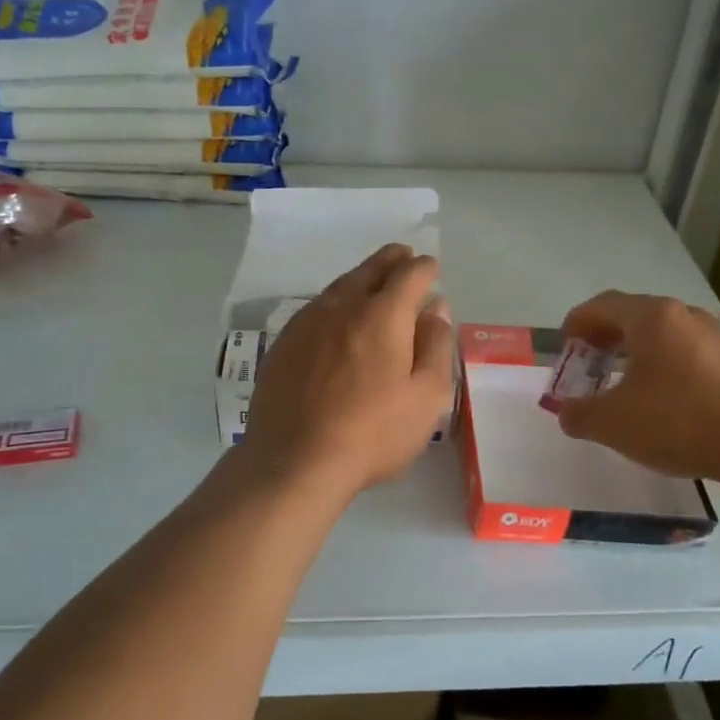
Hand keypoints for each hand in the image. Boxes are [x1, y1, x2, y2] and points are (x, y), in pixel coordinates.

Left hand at [240, 244, 455, 501]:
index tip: (432, 271)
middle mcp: (342, 307)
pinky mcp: (283, 344)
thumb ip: (436, 346)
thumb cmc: (373, 433)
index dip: (425, 269)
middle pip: (370, 269)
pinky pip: (316, 309)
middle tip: (403, 258)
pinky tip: (337, 320)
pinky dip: (335, 304)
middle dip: (392, 260)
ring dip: (361, 279)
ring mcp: (306, 323)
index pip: (410, 274)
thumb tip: (436, 309)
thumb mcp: (426, 397)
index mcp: (383, 315)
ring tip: (373, 283)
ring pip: (340, 286)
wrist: (294, 461)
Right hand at [554, 291, 719, 486]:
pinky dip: (661, 366)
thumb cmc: (677, 422)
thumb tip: (567, 412)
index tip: (564, 349)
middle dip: (603, 338)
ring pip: (661, 335)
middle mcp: (684, 315)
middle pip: (632, 316)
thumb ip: (578, 414)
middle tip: (587, 366)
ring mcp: (714, 336)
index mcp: (652, 317)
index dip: (576, 324)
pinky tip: (659, 400)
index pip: (602, 305)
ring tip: (620, 385)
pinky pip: (684, 353)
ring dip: (633, 353)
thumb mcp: (612, 423)